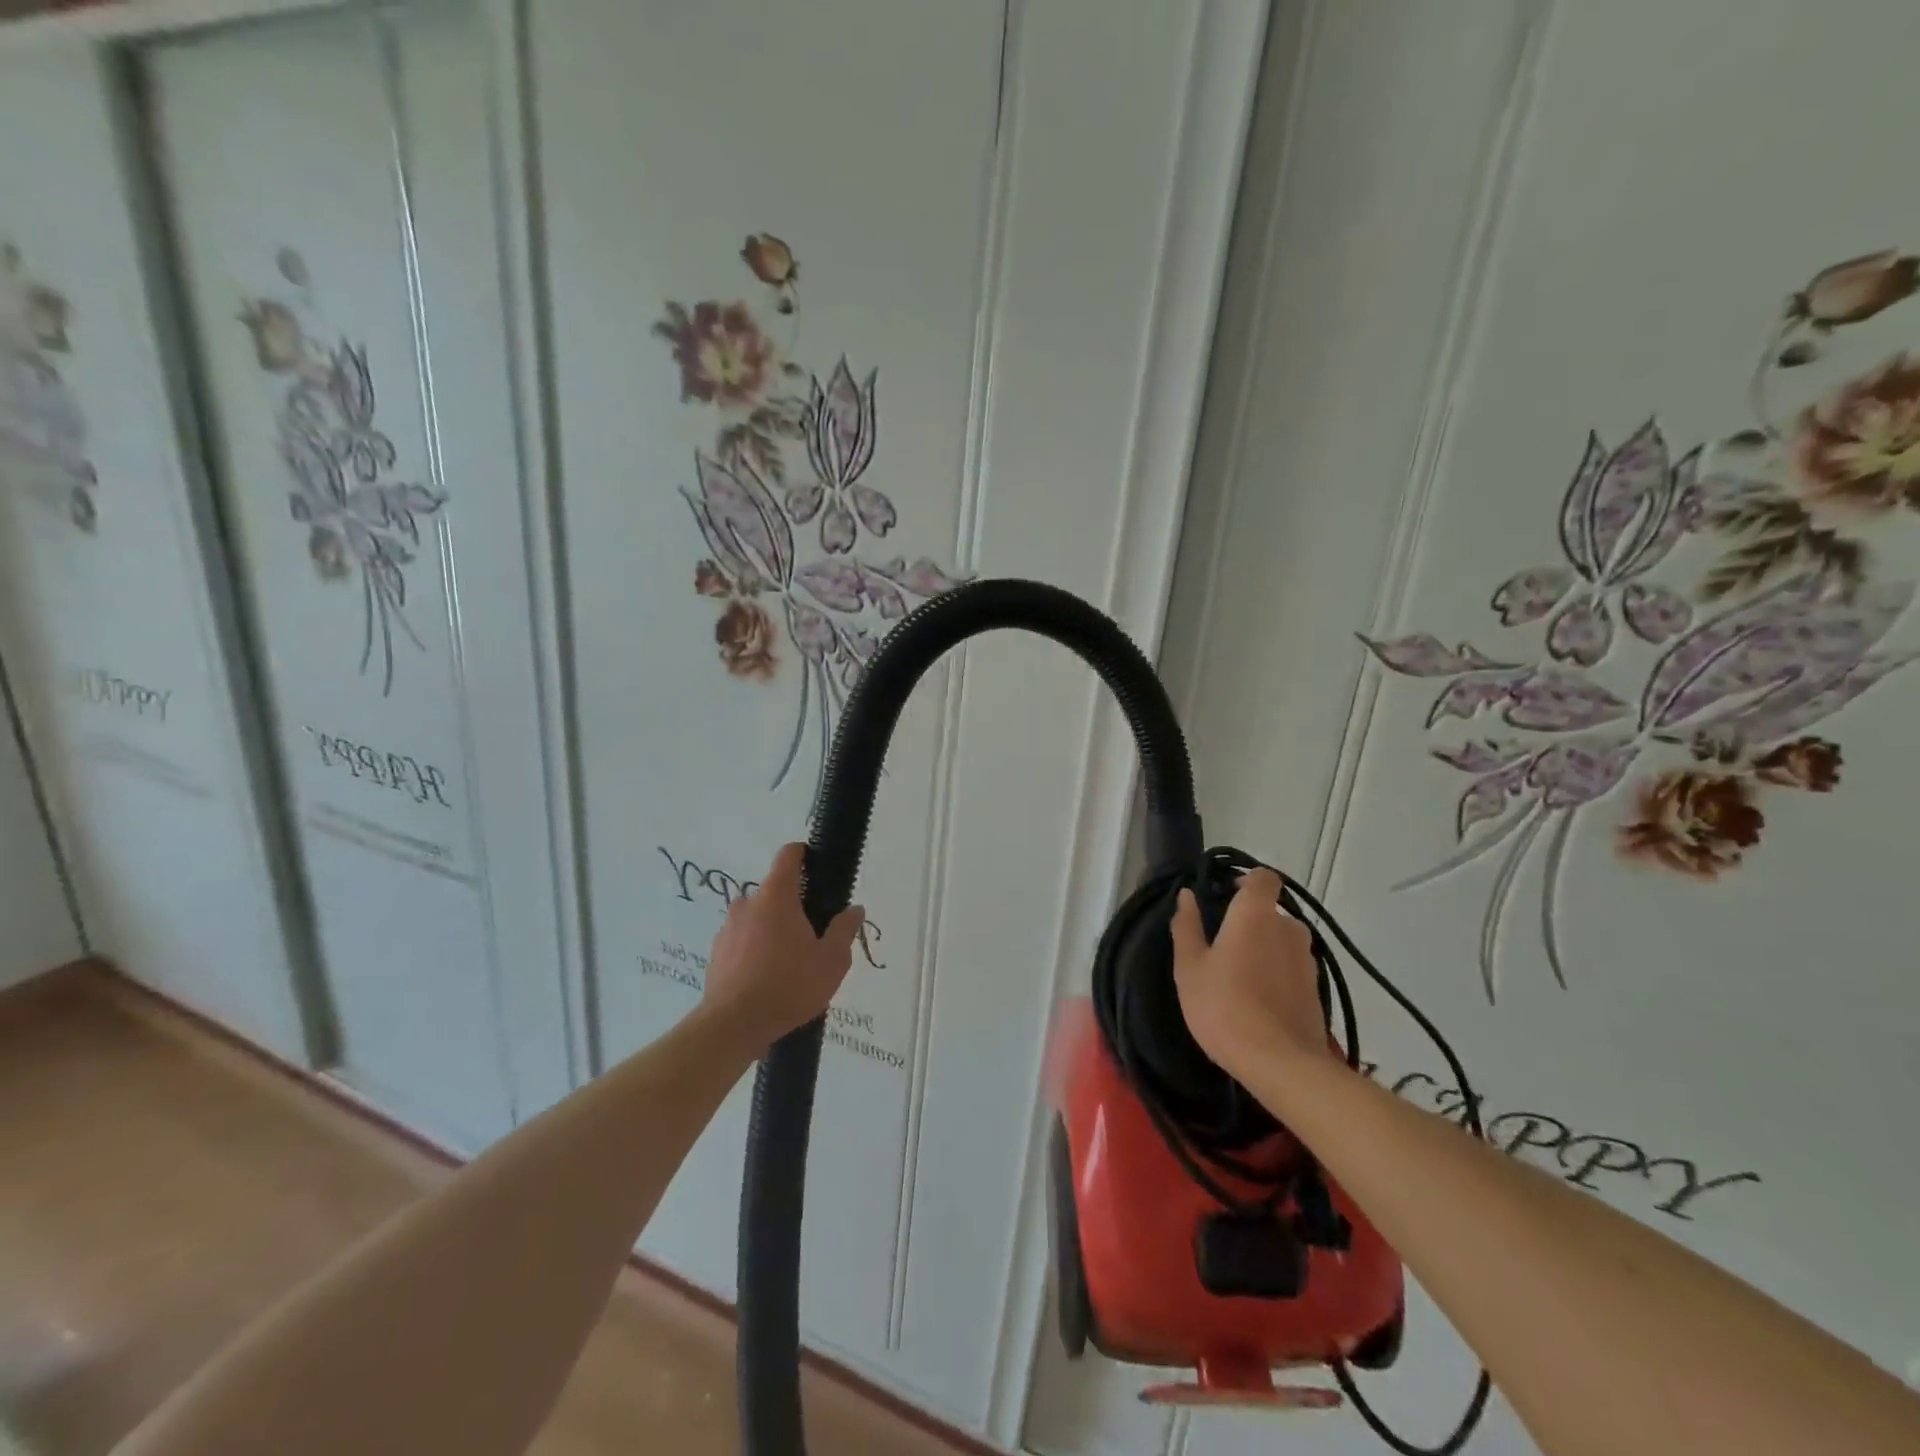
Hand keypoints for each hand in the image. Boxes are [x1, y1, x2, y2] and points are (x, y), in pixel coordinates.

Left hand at [700, 843, 864, 1053]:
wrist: (733, 1026)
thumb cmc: (788, 985)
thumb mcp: (831, 961)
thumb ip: (844, 930)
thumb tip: (854, 909)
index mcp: (776, 896)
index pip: (788, 855)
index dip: (804, 854)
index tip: (817, 867)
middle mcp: (748, 904)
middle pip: (774, 891)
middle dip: (794, 905)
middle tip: (813, 933)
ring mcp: (728, 928)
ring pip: (757, 917)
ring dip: (773, 929)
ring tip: (791, 962)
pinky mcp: (716, 953)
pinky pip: (742, 940)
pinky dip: (756, 950)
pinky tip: (768, 978)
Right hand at [1170, 867, 1332, 1087]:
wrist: (1280, 1064)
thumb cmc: (1224, 1007)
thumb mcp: (1190, 967)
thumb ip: (1187, 926)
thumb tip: (1187, 895)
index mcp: (1255, 914)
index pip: (1263, 877)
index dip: (1245, 881)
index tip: (1223, 897)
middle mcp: (1288, 927)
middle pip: (1270, 911)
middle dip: (1248, 921)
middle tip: (1221, 946)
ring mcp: (1307, 959)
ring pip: (1281, 940)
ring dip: (1263, 948)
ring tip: (1238, 977)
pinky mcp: (1316, 987)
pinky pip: (1291, 966)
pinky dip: (1276, 972)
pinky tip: (1257, 999)